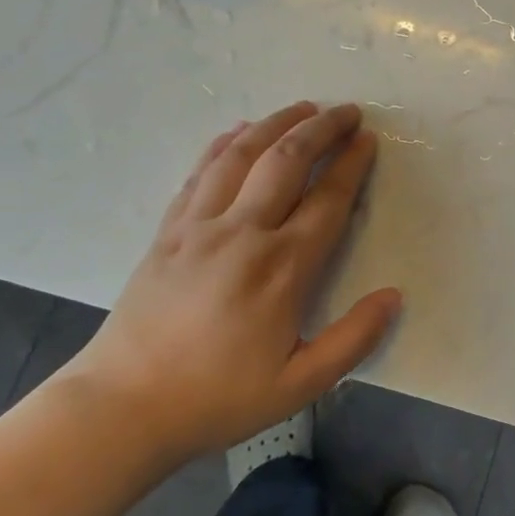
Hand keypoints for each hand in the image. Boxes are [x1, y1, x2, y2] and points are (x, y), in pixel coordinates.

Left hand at [60, 102, 401, 462]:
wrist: (120, 407)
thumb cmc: (217, 398)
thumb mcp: (299, 384)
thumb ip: (353, 339)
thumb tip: (394, 296)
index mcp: (282, 268)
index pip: (327, 199)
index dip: (351, 164)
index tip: (368, 139)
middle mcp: (243, 233)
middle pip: (287, 161)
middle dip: (321, 128)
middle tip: (347, 111)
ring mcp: (199, 226)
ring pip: (242, 155)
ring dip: (276, 124)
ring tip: (303, 107)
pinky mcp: (168, 230)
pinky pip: (200, 172)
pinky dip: (225, 144)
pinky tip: (239, 132)